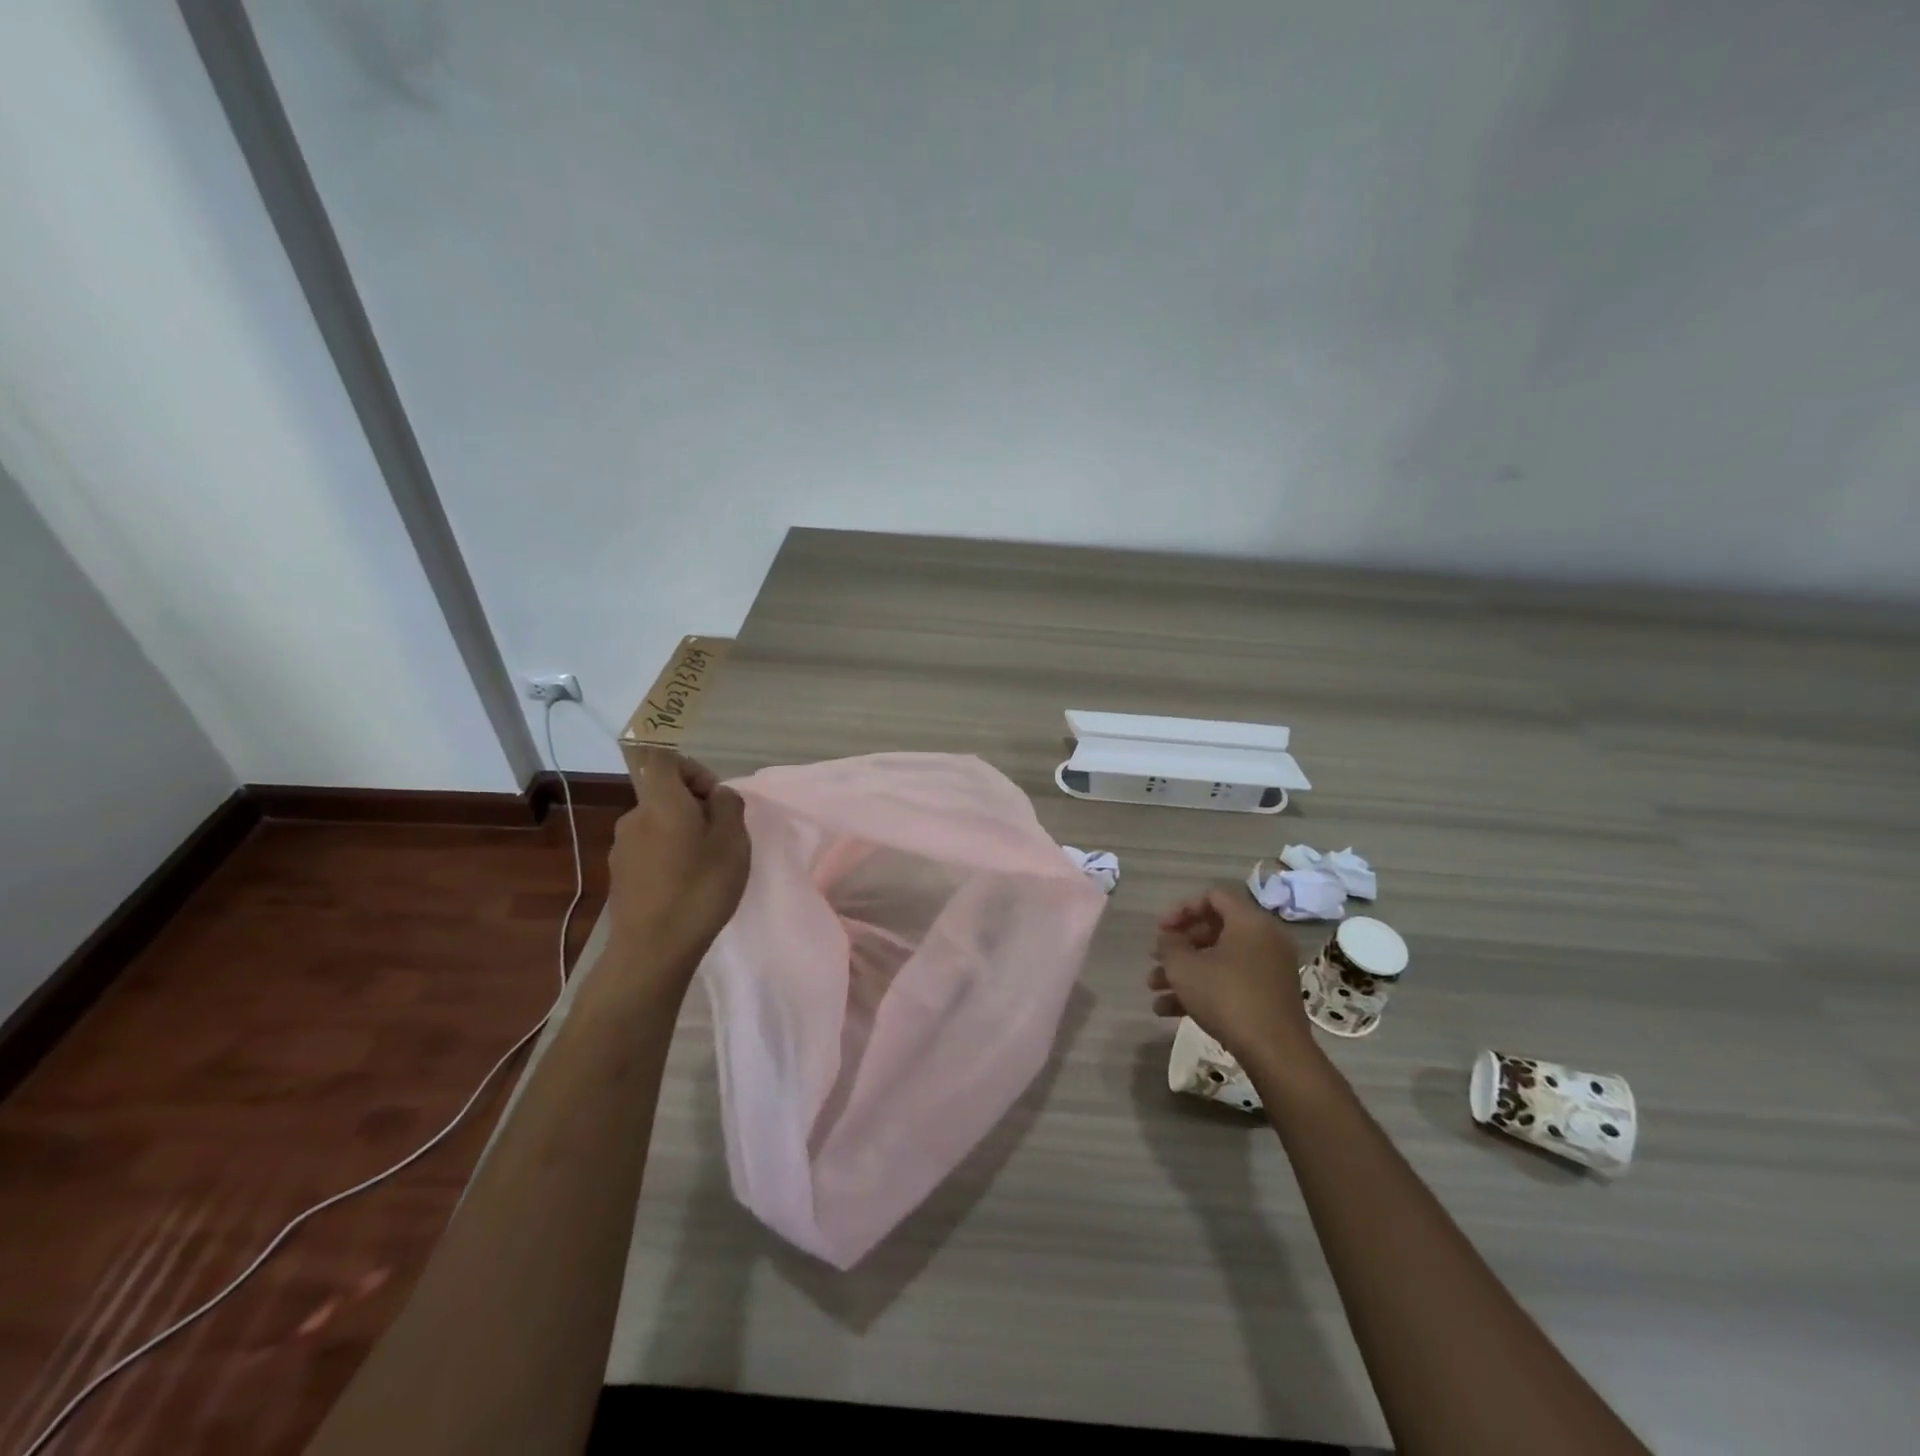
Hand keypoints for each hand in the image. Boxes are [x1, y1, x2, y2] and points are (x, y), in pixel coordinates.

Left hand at [605, 749, 751, 981]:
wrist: (652, 949)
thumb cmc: (700, 888)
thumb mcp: (733, 842)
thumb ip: (729, 807)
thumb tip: (717, 796)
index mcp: (660, 801)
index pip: (662, 758)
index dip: (691, 766)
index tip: (713, 795)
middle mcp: (634, 817)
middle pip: (663, 792)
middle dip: (694, 804)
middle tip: (723, 834)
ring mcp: (622, 848)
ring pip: (658, 823)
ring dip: (683, 832)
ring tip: (708, 863)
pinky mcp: (620, 875)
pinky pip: (650, 848)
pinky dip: (669, 855)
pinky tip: (687, 884)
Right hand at [1149, 885, 1320, 1079]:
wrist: (1275, 1052)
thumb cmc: (1226, 997)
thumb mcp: (1184, 967)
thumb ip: (1170, 945)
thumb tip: (1169, 938)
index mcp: (1249, 922)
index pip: (1213, 897)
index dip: (1182, 909)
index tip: (1160, 929)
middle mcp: (1264, 939)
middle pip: (1214, 930)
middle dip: (1179, 946)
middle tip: (1156, 958)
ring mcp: (1269, 969)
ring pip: (1219, 960)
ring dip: (1184, 971)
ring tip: (1154, 988)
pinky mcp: (1269, 996)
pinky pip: (1231, 982)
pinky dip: (1203, 990)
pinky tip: (1168, 1011)